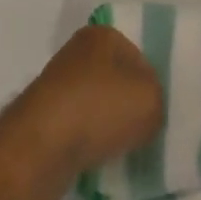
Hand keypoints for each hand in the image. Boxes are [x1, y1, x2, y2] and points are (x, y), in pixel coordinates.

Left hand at [0, 25, 163, 199]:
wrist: (38, 151)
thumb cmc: (97, 110)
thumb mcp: (150, 100)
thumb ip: (159, 100)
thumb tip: (150, 110)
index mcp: (101, 35)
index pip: (140, 56)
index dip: (154, 84)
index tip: (162, 112)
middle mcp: (78, 54)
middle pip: (118, 81)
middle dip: (132, 107)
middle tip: (150, 133)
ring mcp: (59, 88)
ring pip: (99, 108)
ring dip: (112, 131)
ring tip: (129, 154)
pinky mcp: (46, 122)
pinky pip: (82, 132)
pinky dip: (92, 148)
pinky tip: (104, 165)